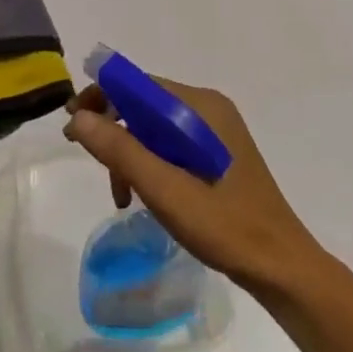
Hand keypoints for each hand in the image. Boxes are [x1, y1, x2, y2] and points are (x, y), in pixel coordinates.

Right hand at [65, 75, 319, 295]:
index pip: (138, 84)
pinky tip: (144, 195)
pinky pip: (170, 144)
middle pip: (144, 104)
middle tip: (91, 163)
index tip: (72, 126)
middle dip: (114, 131)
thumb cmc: (224, 225)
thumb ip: (120, 150)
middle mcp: (208, 108)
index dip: (101, 98)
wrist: (280, 267)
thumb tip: (79, 118)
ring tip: (121, 196)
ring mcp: (215, 131)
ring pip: (154, 127)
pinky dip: (150, 163)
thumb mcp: (164, 189)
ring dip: (130, 154)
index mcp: (201, 106)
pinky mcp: (217, 153)